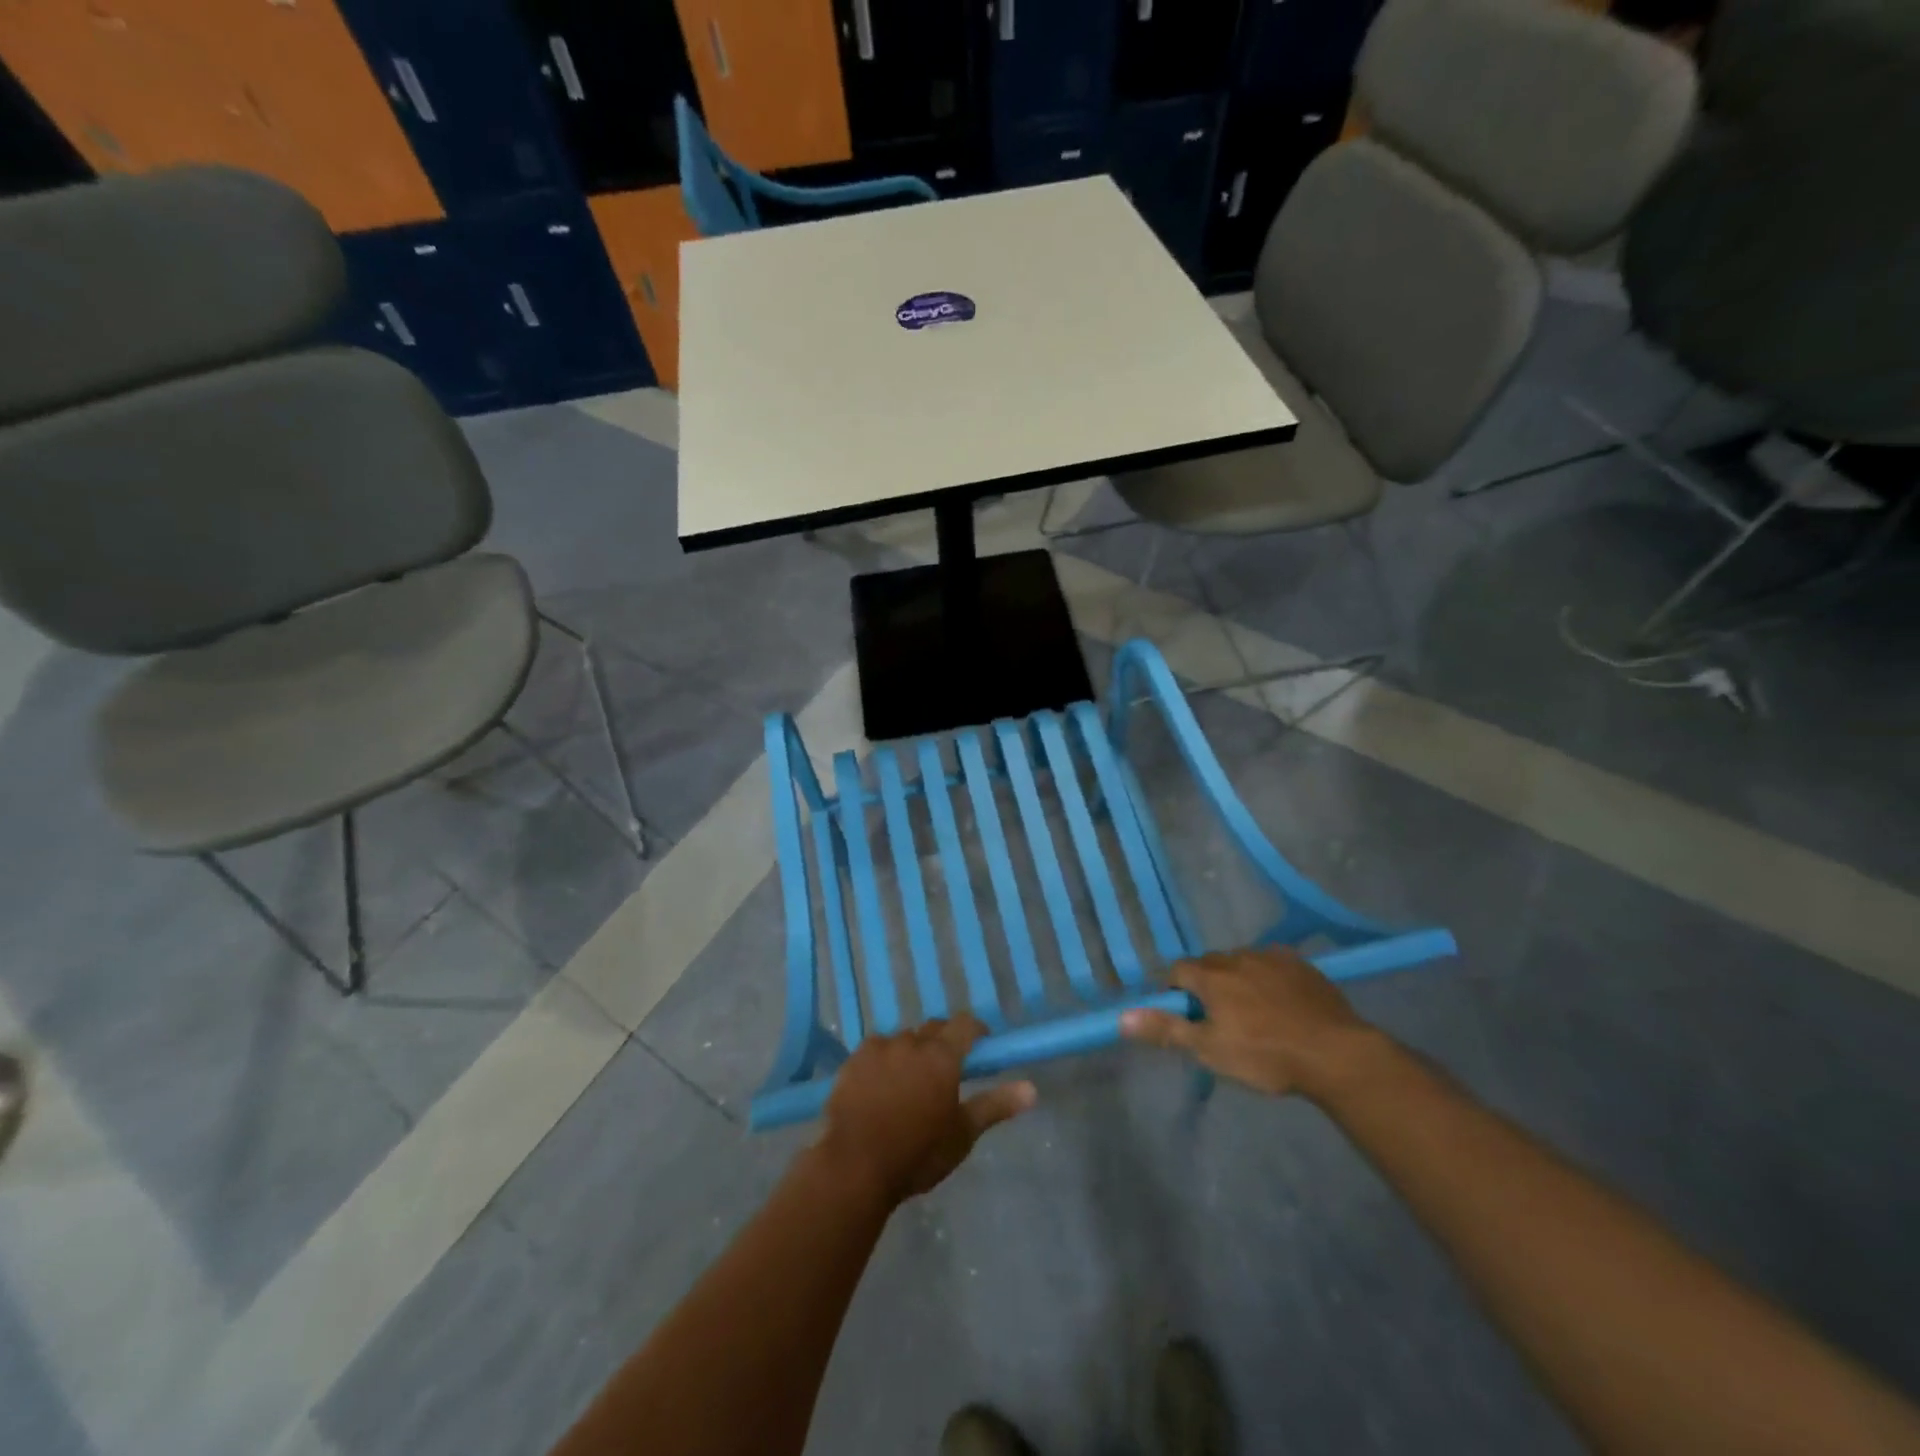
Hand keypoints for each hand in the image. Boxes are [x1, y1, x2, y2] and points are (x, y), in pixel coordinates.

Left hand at [817, 1018, 1035, 1206]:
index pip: (965, 1024)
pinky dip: (883, 1061)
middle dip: (943, 1042)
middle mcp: (911, 1042)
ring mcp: (879, 1048)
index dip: (975, 1030)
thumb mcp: (962, 1134)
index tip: (982, 1044)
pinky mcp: (853, 1060)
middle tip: (946, 1070)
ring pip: (903, 1040)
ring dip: (912, 1052)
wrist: (854, 1166)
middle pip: (933, 1030)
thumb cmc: (917, 1153)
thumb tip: (1032, 1089)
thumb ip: (995, 1106)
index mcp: (942, 1056)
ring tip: (910, 1082)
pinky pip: (875, 1051)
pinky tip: (879, 1086)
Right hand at [1120, 947, 1384, 1099]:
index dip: (1176, 992)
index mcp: (1211, 976)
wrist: (1336, 1053)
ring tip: (1252, 1013)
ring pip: (1242, 963)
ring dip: (1238, 980)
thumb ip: (1165, 1030)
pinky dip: (1268, 979)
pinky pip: (1273, 965)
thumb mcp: (1209, 1050)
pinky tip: (1282, 1005)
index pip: (1178, 970)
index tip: (1186, 1017)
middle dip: (1206, 985)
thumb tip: (1122, 1017)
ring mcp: (1272, 958)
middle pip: (1210, 964)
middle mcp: (1237, 957)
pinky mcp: (1302, 965)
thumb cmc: (1265, 1055)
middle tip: (1218, 1019)